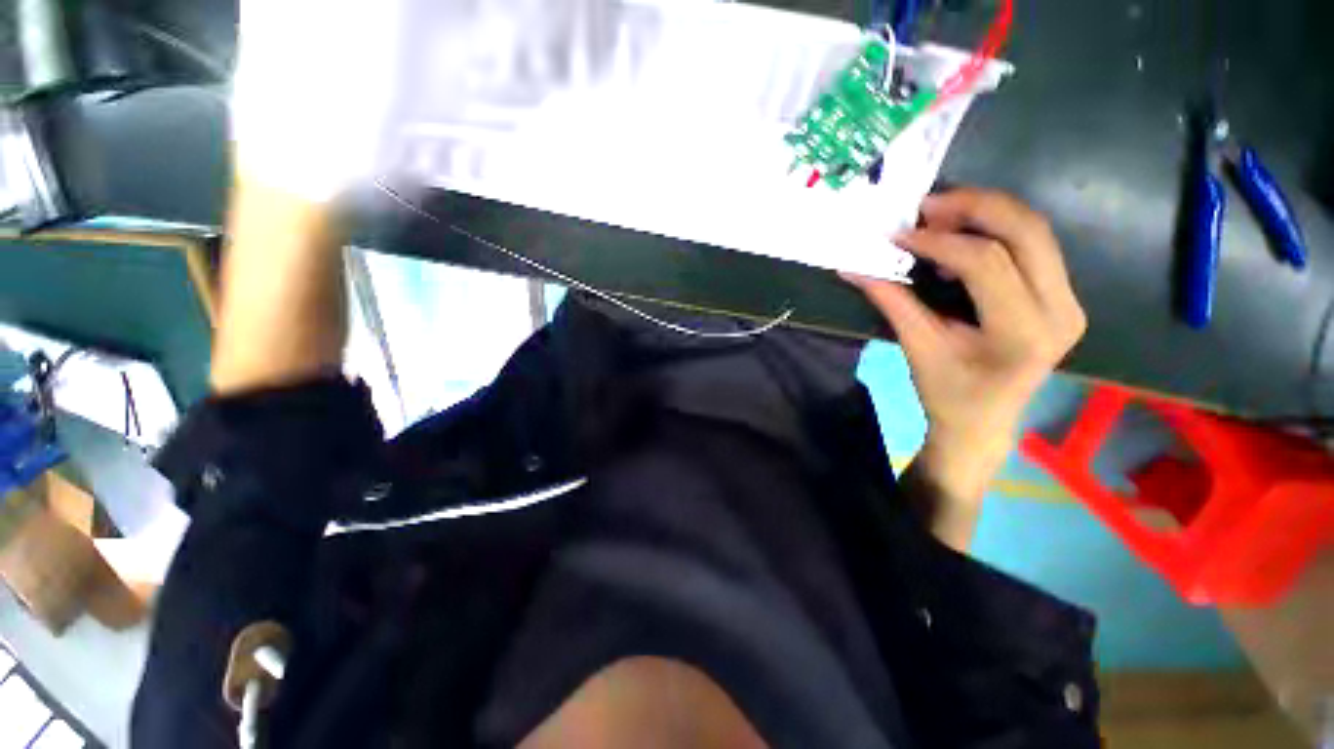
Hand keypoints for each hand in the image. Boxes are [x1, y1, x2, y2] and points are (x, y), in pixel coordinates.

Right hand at [845, 188, 1085, 547]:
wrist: (983, 421)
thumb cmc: (947, 393)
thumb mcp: (917, 348)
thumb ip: (892, 301)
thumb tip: (853, 267)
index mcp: (1024, 332)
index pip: (987, 263)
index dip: (939, 241)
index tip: (899, 235)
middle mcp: (1061, 310)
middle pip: (1027, 232)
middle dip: (975, 207)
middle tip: (927, 205)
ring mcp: (1069, 300)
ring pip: (1036, 231)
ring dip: (987, 213)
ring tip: (940, 217)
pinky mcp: (1062, 296)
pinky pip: (1033, 246)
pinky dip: (996, 231)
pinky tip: (961, 240)